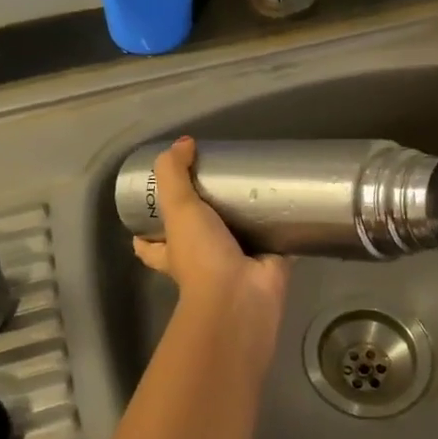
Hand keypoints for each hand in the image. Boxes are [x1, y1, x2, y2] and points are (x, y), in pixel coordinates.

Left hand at [132, 136, 291, 314]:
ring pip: (237, 236)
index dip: (145, 232)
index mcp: (173, 253)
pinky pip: (276, 240)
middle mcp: (201, 259)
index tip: (150, 209)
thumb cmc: (201, 256)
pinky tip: (291, 202)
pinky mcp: (268, 261)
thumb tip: (183, 143)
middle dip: (204, 216)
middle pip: (195, 237)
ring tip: (254, 184)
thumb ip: (174, 173)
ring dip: (245, 217)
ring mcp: (236, 262)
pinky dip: (283, 226)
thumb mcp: (177, 209)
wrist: (242, 295)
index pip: (150, 245)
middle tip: (214, 183)